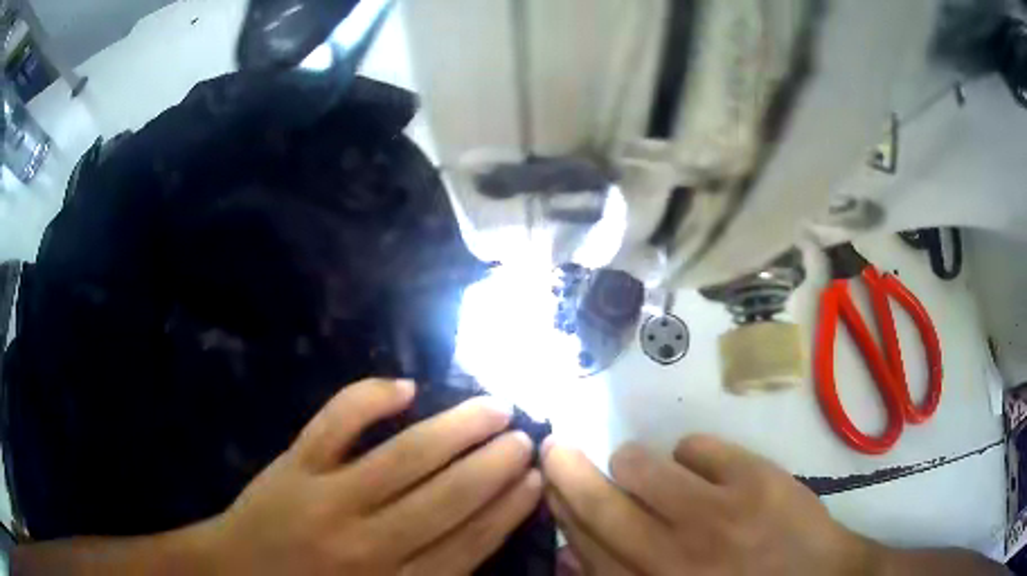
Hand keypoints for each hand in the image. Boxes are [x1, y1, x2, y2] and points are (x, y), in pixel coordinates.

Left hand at [207, 378, 541, 574]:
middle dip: (494, 464)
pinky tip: (404, 387)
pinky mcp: (294, 465)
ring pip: (405, 458)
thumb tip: (484, 537)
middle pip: (447, 499)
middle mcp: (368, 544)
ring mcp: (327, 498)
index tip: (536, 479)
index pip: (469, 543)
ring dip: (457, 428)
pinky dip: (368, 399)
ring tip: (494, 406)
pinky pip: (335, 423)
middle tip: (525, 436)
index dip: (508, 509)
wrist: (238, 573)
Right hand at [542, 434, 873, 575]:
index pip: (582, 542)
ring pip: (640, 465)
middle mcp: (671, 557)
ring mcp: (714, 515)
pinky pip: (695, 446)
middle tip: (556, 447)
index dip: (559, 506)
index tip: (547, 481)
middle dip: (567, 468)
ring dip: (633, 461)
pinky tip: (705, 471)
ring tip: (647, 469)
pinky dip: (691, 454)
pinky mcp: (753, 480)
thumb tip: (569, 550)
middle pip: (598, 502)